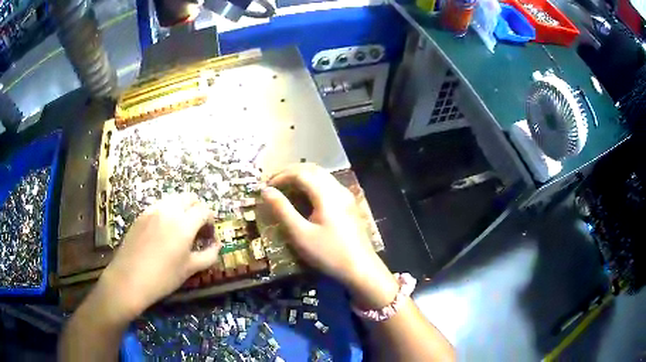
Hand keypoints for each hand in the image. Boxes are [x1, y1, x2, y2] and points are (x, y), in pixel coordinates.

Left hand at [99, 194, 221, 317]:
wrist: (129, 279)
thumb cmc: (163, 277)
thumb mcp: (190, 269)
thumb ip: (208, 255)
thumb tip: (217, 245)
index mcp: (184, 223)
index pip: (204, 210)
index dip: (211, 221)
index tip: (209, 237)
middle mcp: (169, 210)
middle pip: (189, 197)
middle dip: (197, 210)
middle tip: (197, 230)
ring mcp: (152, 210)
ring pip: (173, 199)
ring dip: (182, 209)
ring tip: (180, 230)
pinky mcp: (141, 215)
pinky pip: (159, 206)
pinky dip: (168, 213)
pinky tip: (163, 232)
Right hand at [261, 164, 398, 307]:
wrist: (361, 269)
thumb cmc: (328, 253)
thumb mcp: (300, 234)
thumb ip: (282, 210)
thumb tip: (266, 191)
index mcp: (326, 194)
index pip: (301, 173)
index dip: (281, 176)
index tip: (266, 187)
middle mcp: (338, 189)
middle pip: (312, 169)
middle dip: (290, 172)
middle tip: (273, 183)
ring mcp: (346, 196)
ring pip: (321, 175)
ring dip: (302, 176)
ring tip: (285, 187)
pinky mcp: (349, 204)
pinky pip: (327, 184)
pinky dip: (312, 184)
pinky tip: (304, 196)